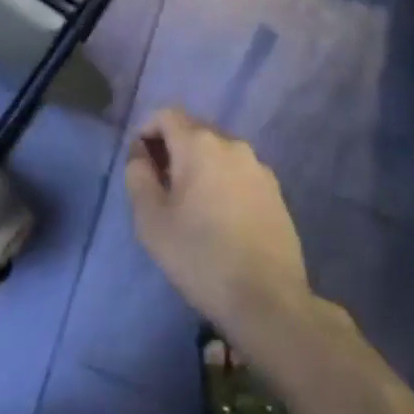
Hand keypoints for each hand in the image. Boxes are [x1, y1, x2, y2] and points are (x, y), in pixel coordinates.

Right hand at [125, 108, 310, 334]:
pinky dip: (223, 181)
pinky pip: (239, 172)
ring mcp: (258, 166)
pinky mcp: (275, 190)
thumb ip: (138, 177)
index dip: (147, 130)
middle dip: (173, 148)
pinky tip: (220, 217)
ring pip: (218, 152)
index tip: (140, 161)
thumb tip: (140, 154)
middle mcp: (232, 144)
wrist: (267, 299)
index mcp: (199, 144)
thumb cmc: (200, 256)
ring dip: (199, 165)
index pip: (166, 115)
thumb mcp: (151, 221)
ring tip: (190, 204)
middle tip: (160, 185)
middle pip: (194, 130)